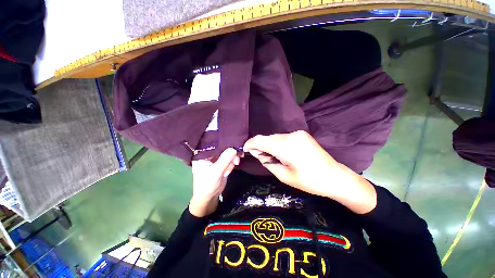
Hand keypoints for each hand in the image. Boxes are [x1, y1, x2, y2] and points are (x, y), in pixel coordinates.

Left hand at [189, 148, 238, 216]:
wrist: (209, 198)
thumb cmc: (207, 186)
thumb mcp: (215, 173)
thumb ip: (224, 161)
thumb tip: (234, 148)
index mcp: (202, 154)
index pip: (214, 143)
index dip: (225, 143)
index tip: (235, 146)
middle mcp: (209, 154)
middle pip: (223, 147)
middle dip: (230, 154)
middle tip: (237, 160)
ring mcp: (216, 158)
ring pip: (228, 152)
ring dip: (231, 161)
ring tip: (227, 171)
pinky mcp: (221, 162)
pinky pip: (229, 159)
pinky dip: (231, 164)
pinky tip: (227, 172)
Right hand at [243, 131, 376, 213]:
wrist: (335, 177)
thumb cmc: (310, 181)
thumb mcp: (284, 176)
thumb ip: (268, 162)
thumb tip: (258, 153)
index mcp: (287, 147)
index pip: (261, 140)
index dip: (251, 144)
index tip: (245, 150)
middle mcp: (291, 136)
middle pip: (268, 138)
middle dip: (260, 146)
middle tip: (259, 157)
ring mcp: (298, 133)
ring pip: (275, 137)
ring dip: (270, 145)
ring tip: (272, 157)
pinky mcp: (302, 134)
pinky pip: (284, 138)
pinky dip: (278, 144)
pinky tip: (282, 153)